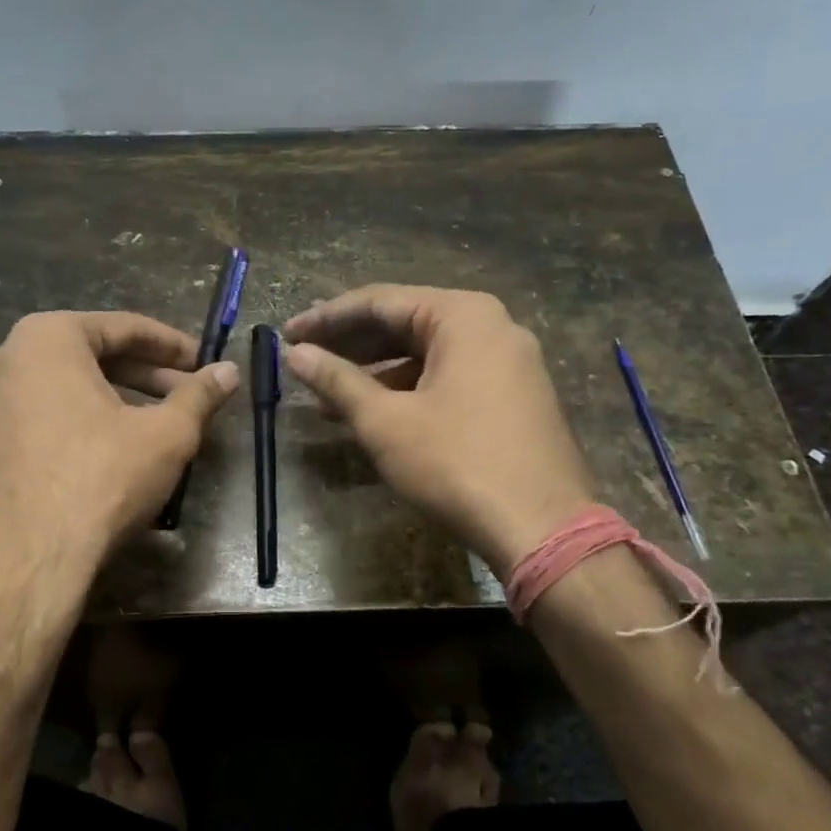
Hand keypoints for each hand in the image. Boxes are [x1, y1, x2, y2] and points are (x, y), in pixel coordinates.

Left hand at [0, 311, 238, 593]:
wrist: (24, 564)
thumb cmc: (100, 481)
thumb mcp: (166, 436)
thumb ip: (199, 396)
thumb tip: (228, 371)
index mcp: (45, 339)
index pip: (122, 328)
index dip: (171, 345)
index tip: (202, 361)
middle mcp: (3, 360)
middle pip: (88, 357)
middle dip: (143, 375)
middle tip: (185, 394)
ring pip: (59, 390)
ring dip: (109, 400)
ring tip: (151, 424)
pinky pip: (34, 421)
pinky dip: (72, 426)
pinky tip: (101, 453)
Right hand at [283, 286, 594, 575]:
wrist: (543, 529)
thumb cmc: (456, 463)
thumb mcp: (385, 421)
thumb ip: (337, 380)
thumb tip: (295, 354)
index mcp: (463, 316)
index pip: (380, 301)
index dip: (327, 318)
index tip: (288, 333)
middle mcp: (492, 326)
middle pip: (406, 323)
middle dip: (350, 345)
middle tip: (304, 358)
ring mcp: (509, 362)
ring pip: (426, 355)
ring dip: (376, 373)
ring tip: (327, 397)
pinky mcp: (514, 396)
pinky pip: (449, 377)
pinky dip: (408, 390)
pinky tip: (373, 415)